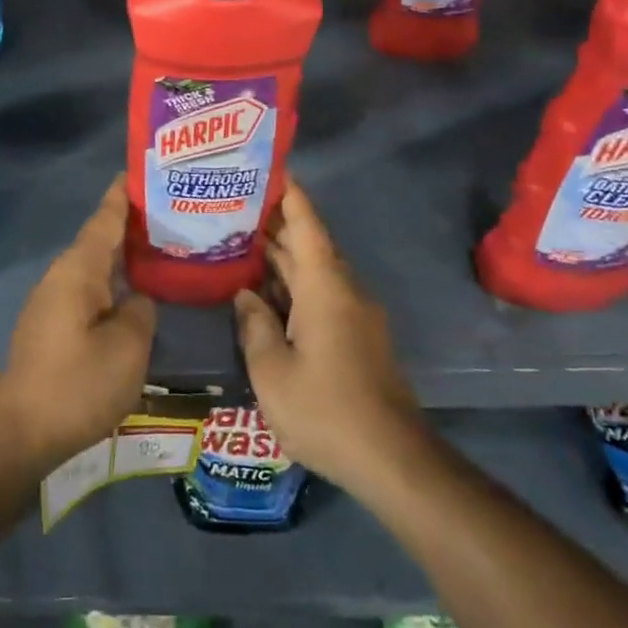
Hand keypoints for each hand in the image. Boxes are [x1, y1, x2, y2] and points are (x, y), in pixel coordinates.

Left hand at [0, 176, 156, 475]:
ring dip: (123, 257)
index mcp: (79, 269)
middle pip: (100, 240)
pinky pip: (89, 290)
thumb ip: (141, 311)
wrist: (20, 432)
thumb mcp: (128, 347)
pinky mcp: (52, 326)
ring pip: (95, 267)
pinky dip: (113, 283)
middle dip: (131, 226)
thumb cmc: (77, 383)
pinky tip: (134, 295)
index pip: (105, 219)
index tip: (141, 171)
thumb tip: (137, 298)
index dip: (123, 195)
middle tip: (171, 213)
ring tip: (160, 251)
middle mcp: (62, 276)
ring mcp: (53, 301)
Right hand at [234, 183, 425, 499]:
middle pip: (308, 245)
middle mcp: (343, 290)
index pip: (306, 224)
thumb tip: (244, 295)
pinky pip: (321, 295)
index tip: (269, 166)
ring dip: (281, 258)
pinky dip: (292, 286)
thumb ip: (253, 325)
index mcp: (324, 287)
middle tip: (234, 205)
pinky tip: (264, 294)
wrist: (394, 461)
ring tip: (240, 242)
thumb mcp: (272, 371)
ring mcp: (354, 315)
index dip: (289, 193)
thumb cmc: (326, 410)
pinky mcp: (357, 338)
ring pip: (313, 272)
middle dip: (274, 224)